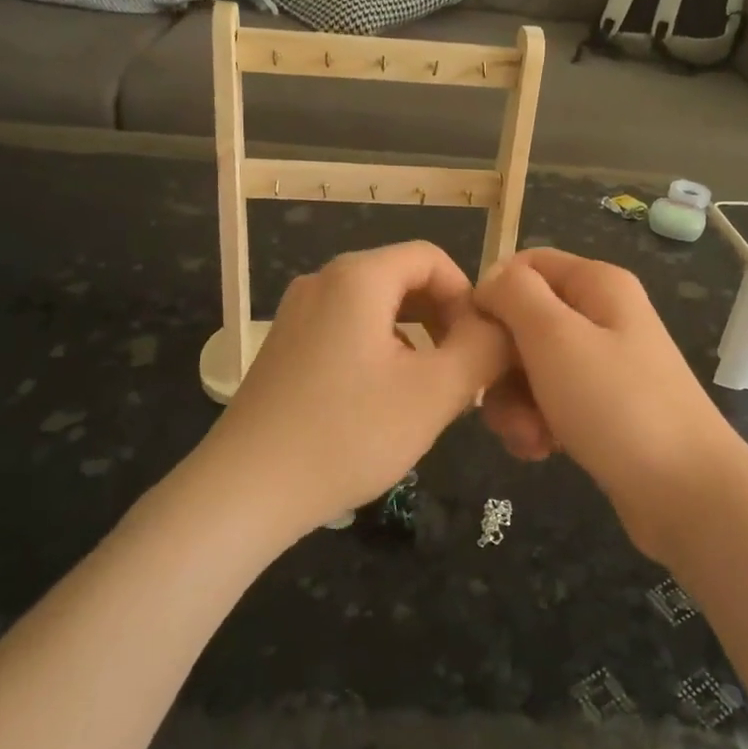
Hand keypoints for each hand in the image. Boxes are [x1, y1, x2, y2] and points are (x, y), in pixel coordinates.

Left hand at [205, 241, 511, 539]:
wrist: (245, 491)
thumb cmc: (348, 434)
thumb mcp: (435, 392)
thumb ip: (484, 349)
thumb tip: (502, 328)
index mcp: (358, 276)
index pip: (432, 258)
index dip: (467, 297)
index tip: (480, 349)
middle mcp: (323, 281)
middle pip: (403, 279)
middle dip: (443, 320)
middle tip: (461, 374)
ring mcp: (297, 313)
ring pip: (377, 308)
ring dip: (415, 339)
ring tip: (428, 392)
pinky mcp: (285, 345)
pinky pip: (348, 329)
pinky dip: (380, 351)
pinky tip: (383, 402)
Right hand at [475, 248, 747, 560]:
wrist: (687, 493)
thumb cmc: (616, 405)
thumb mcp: (555, 337)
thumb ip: (515, 295)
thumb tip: (491, 279)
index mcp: (597, 284)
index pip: (525, 265)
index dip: (493, 294)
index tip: (473, 338)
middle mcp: (601, 316)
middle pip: (524, 320)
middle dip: (502, 362)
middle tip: (496, 400)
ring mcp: (604, 364)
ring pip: (531, 366)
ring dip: (515, 402)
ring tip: (529, 437)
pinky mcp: (602, 407)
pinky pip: (550, 401)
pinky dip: (537, 423)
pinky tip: (542, 450)